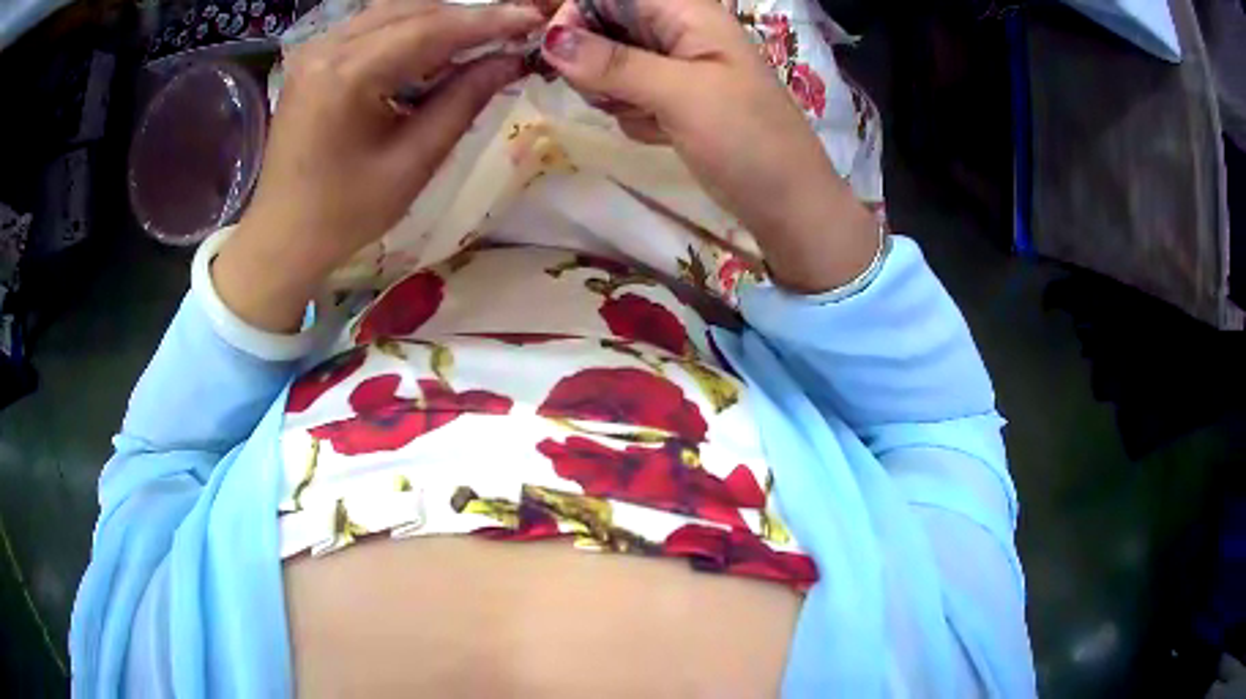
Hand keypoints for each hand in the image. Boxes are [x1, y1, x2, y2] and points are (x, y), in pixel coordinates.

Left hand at [214, 0, 542, 331]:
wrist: (283, 237)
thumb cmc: (345, 213)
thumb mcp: (413, 163)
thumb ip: (463, 101)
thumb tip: (511, 60)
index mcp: (345, 76)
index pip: (430, 29)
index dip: (488, 20)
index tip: (534, 17)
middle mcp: (325, 48)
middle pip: (412, 10)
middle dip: (466, 17)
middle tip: (514, 28)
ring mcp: (314, 49)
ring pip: (393, 13)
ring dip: (439, 22)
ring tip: (480, 40)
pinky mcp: (313, 58)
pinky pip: (372, 28)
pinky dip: (410, 32)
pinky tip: (434, 50)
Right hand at [541, 0, 878, 292]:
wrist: (788, 204)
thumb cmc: (748, 140)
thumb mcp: (681, 95)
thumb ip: (614, 64)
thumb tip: (551, 40)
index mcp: (688, 13)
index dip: (579, 13)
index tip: (559, 52)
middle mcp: (679, 31)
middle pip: (604, 26)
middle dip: (595, 60)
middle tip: (614, 93)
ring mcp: (676, 66)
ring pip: (609, 63)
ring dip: (612, 92)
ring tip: (648, 116)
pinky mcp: (673, 98)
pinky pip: (625, 93)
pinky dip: (631, 113)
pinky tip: (660, 132)